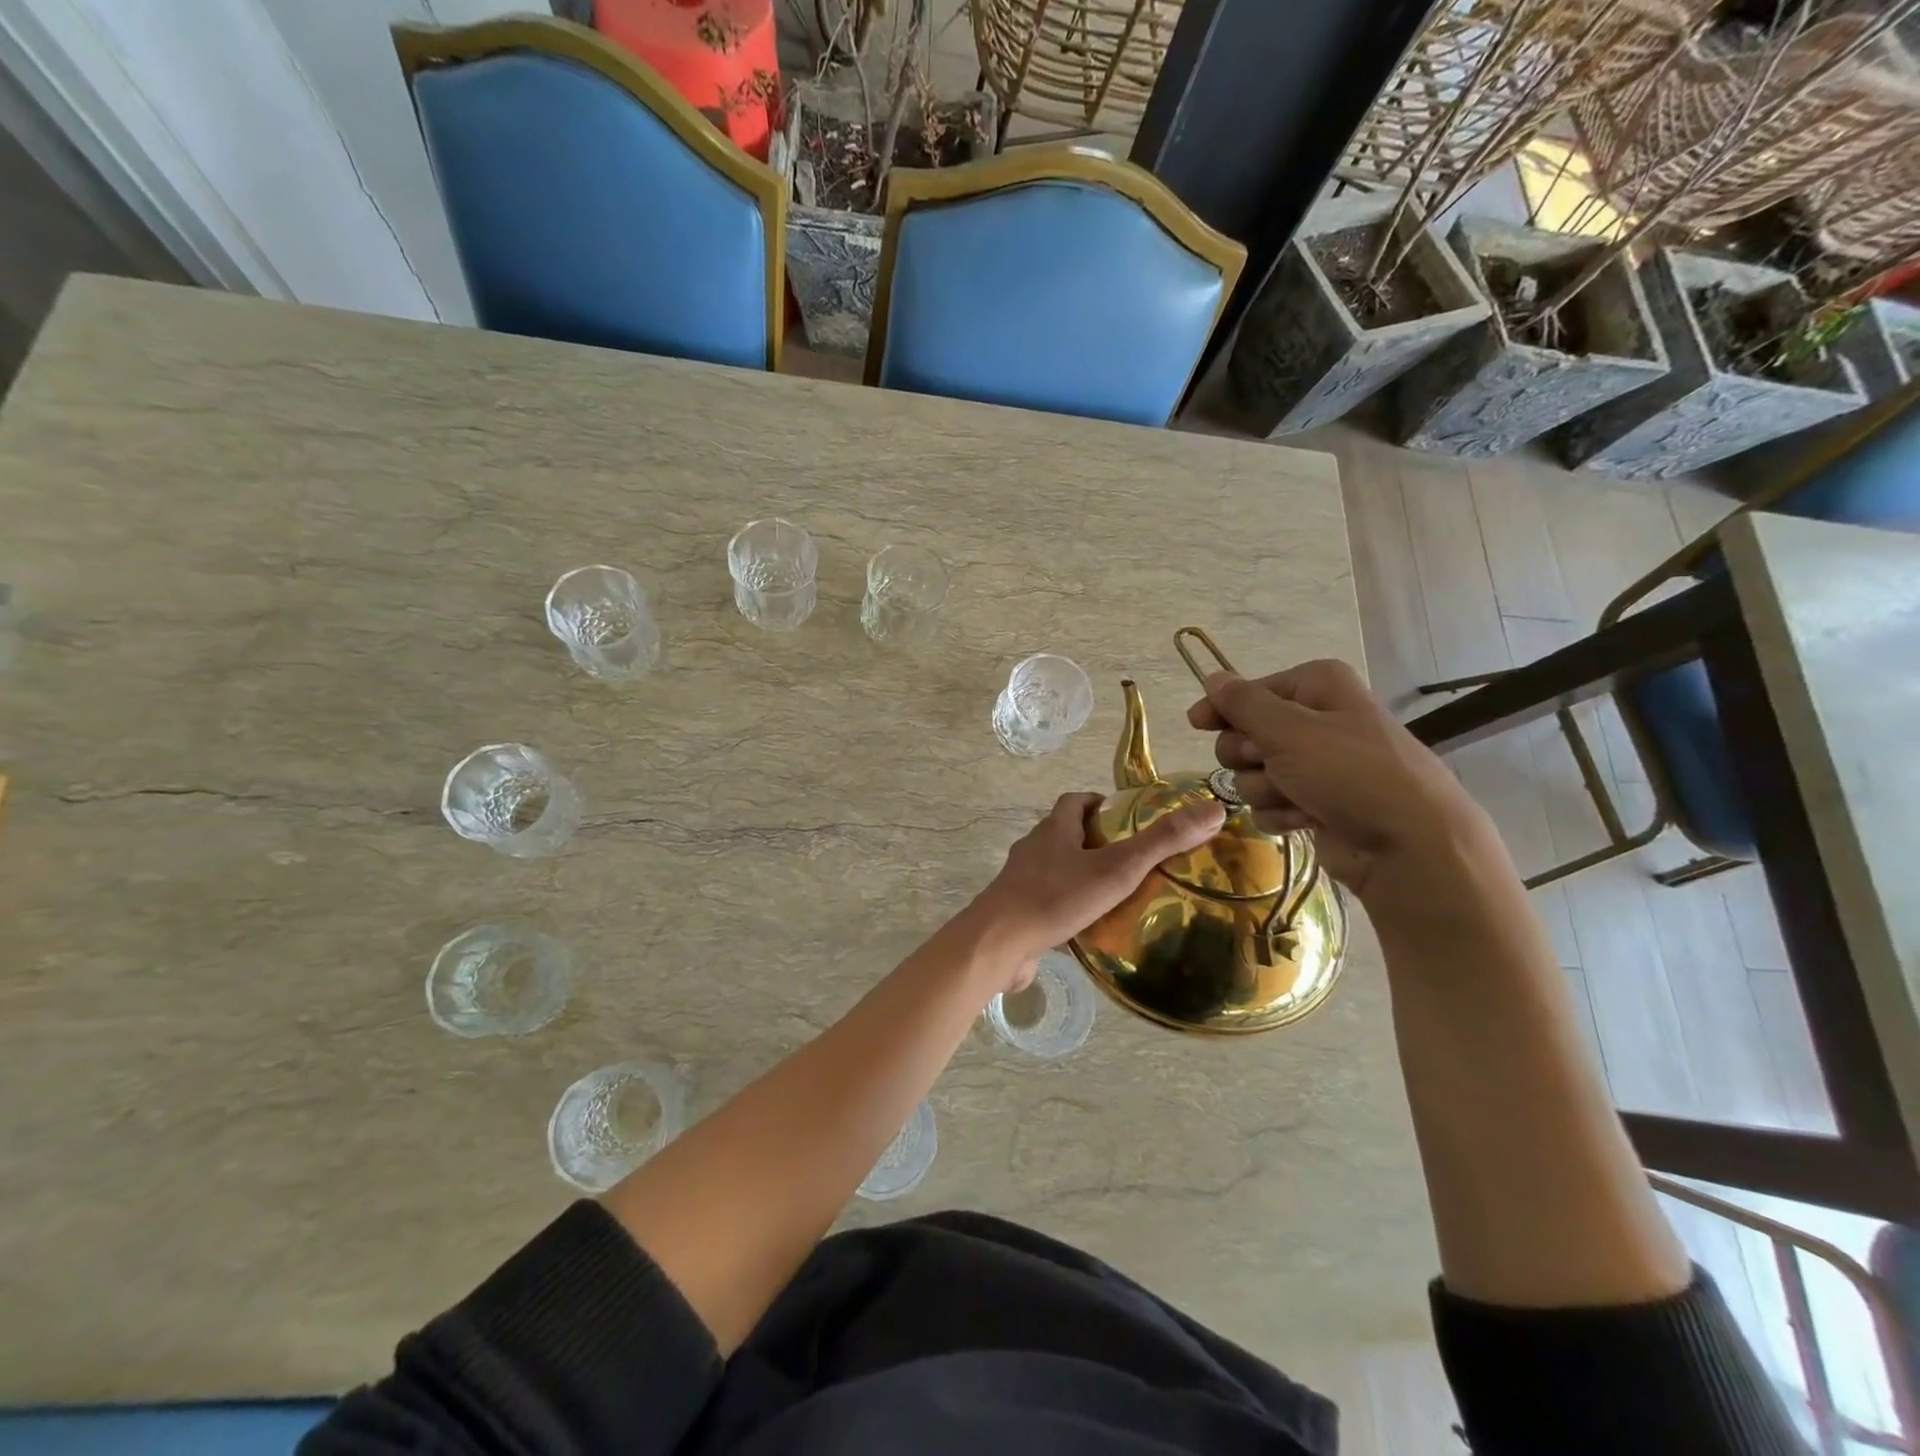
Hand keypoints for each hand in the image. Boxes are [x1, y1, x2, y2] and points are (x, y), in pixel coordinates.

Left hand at [968, 792, 1225, 991]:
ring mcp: (1021, 882)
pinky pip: (1047, 903)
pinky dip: (1068, 909)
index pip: (1074, 801)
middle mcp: (1033, 850)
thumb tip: (1213, 809)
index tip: (1126, 818)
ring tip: (1118, 896)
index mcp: (1053, 830)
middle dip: (1095, 843)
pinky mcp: (1017, 913)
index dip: (1099, 804)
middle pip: (1065, 835)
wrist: (998, 945)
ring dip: (1082, 878)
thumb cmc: (1056, 898)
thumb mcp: (1116, 868)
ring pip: (1056, 871)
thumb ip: (1162, 842)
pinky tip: (1090, 929)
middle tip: (1132, 861)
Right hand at [1187, 658, 1490, 899]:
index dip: (1223, 709)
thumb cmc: (1348, 772)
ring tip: (1297, 797)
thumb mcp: (1288, 730)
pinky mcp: (1315, 803)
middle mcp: (1317, 720)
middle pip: (1246, 734)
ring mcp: (1317, 765)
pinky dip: (1281, 813)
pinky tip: (1306, 819)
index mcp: (1317, 687)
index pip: (1250, 691)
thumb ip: (1242, 704)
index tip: (1198, 725)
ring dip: (1266, 789)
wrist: (1408, 845)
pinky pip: (1271, 803)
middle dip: (1248, 756)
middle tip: (1271, 765)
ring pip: (1254, 774)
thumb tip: (1213, 678)